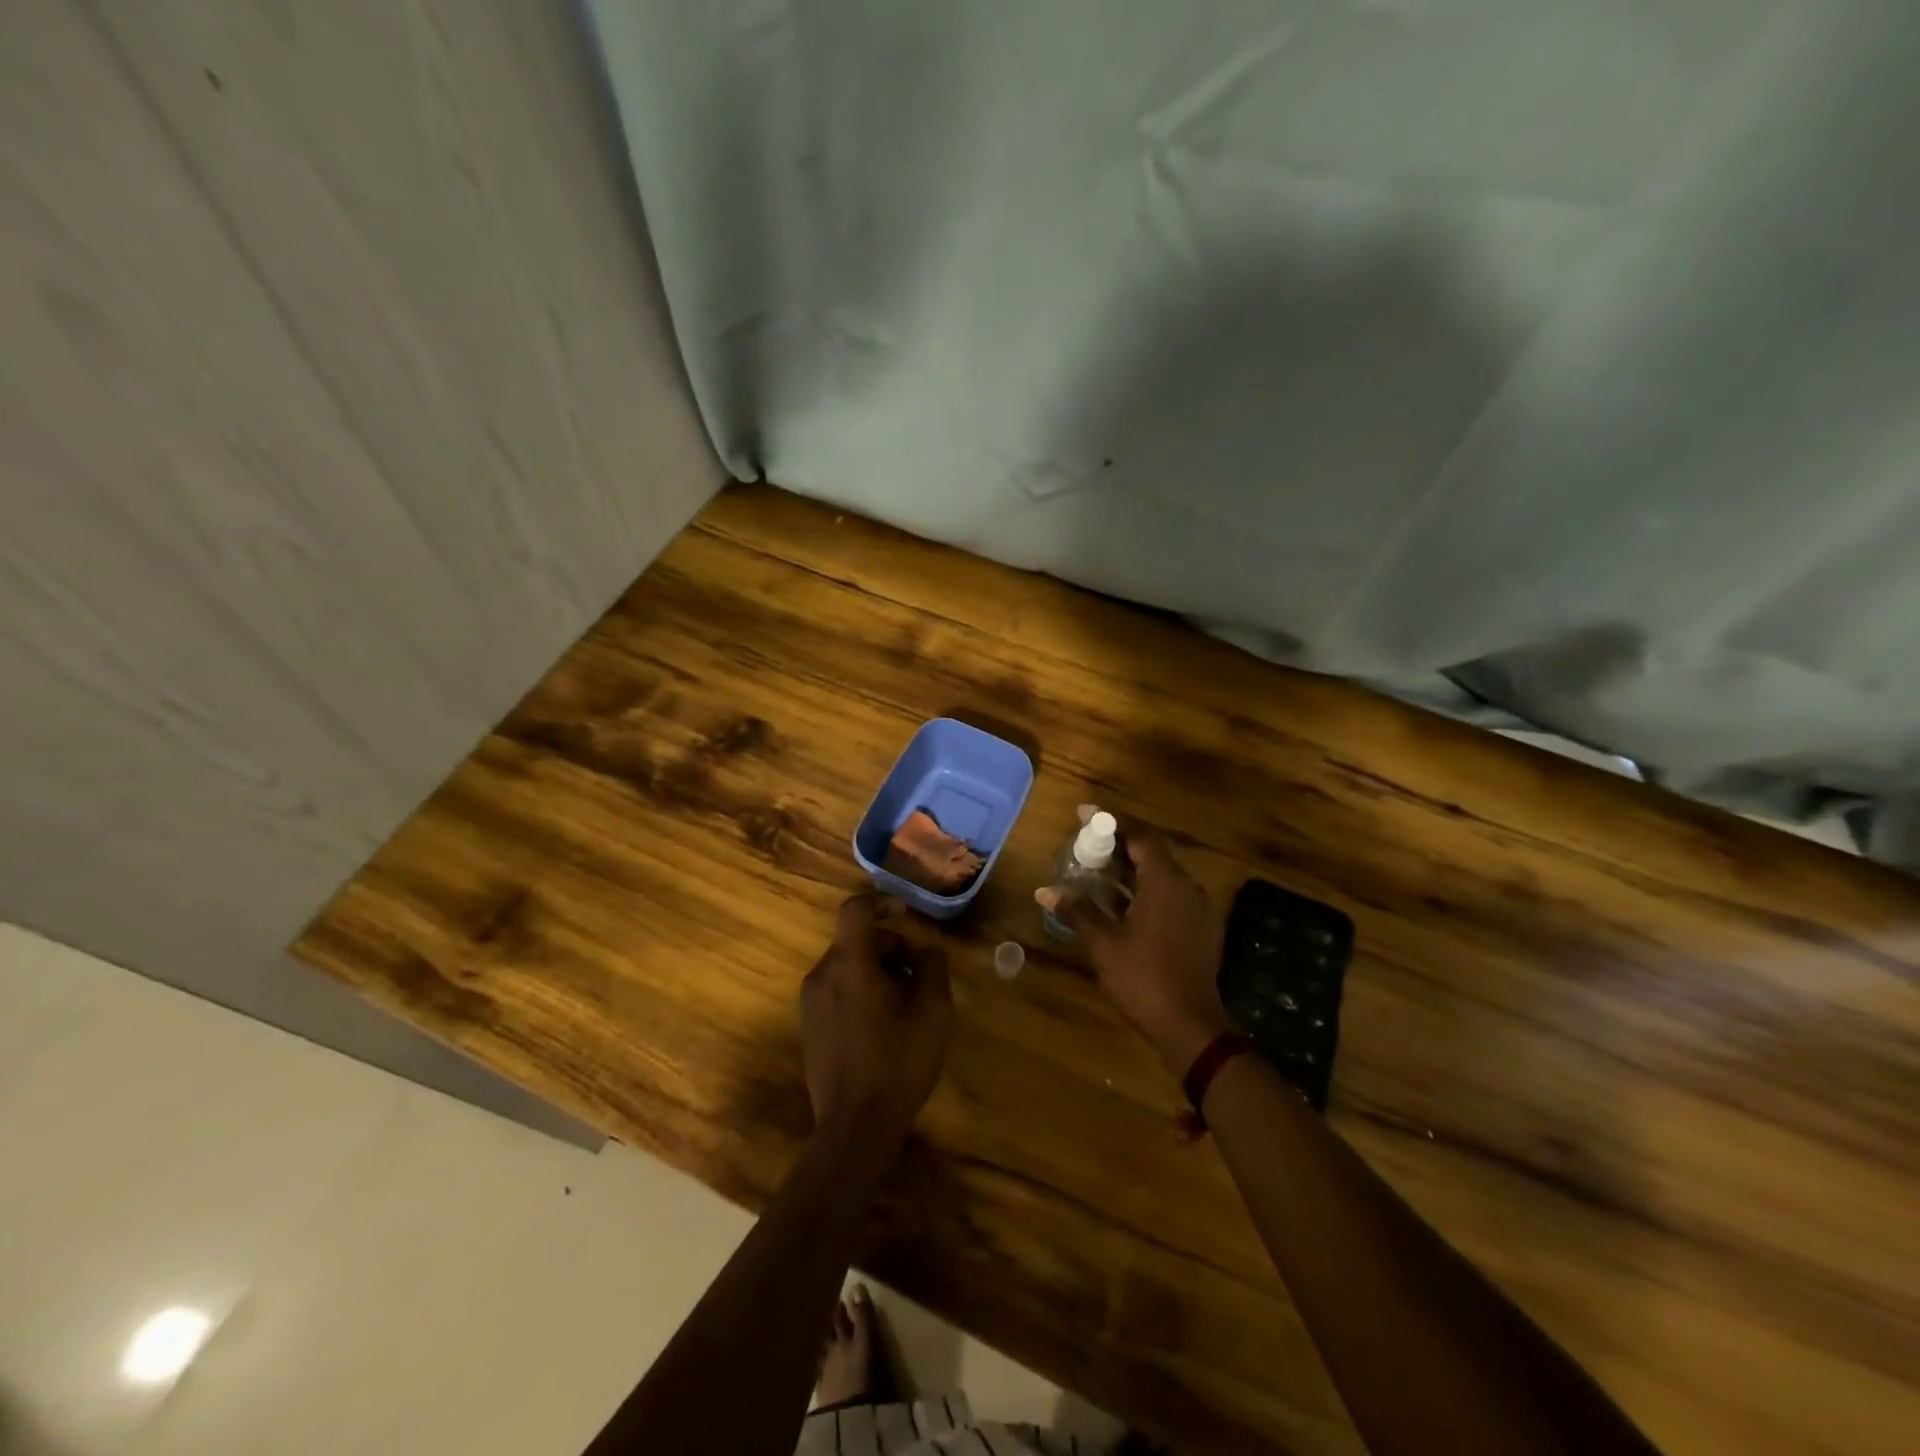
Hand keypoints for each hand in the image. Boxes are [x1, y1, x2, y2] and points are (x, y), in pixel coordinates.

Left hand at [801, 895, 952, 1146]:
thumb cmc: (898, 1063)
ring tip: (906, 1008)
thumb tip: (924, 951)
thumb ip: (932, 967)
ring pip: (849, 967)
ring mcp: (811, 1002)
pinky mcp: (809, 1027)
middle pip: (857, 942)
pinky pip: (838, 991)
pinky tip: (884, 1028)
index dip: (881, 902)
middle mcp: (822, 975)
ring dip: (879, 973)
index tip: (905, 914)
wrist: (854, 1128)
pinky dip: (862, 993)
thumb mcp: (933, 1011)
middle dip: (892, 950)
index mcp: (849, 964)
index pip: (855, 910)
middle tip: (921, 980)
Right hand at [1059, 825, 1230, 1074]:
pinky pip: (1166, 894)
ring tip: (1093, 869)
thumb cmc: (1144, 978)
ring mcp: (1194, 908)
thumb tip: (1045, 891)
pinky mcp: (1195, 927)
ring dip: (1127, 869)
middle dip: (1117, 844)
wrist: (1191, 1027)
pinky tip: (1115, 902)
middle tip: (1084, 844)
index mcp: (1166, 882)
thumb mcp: (1104, 944)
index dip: (1112, 821)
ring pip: (1159, 874)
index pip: (1140, 835)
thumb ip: (1078, 911)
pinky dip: (1140, 889)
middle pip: (1150, 852)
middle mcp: (1185, 887)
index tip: (1083, 814)